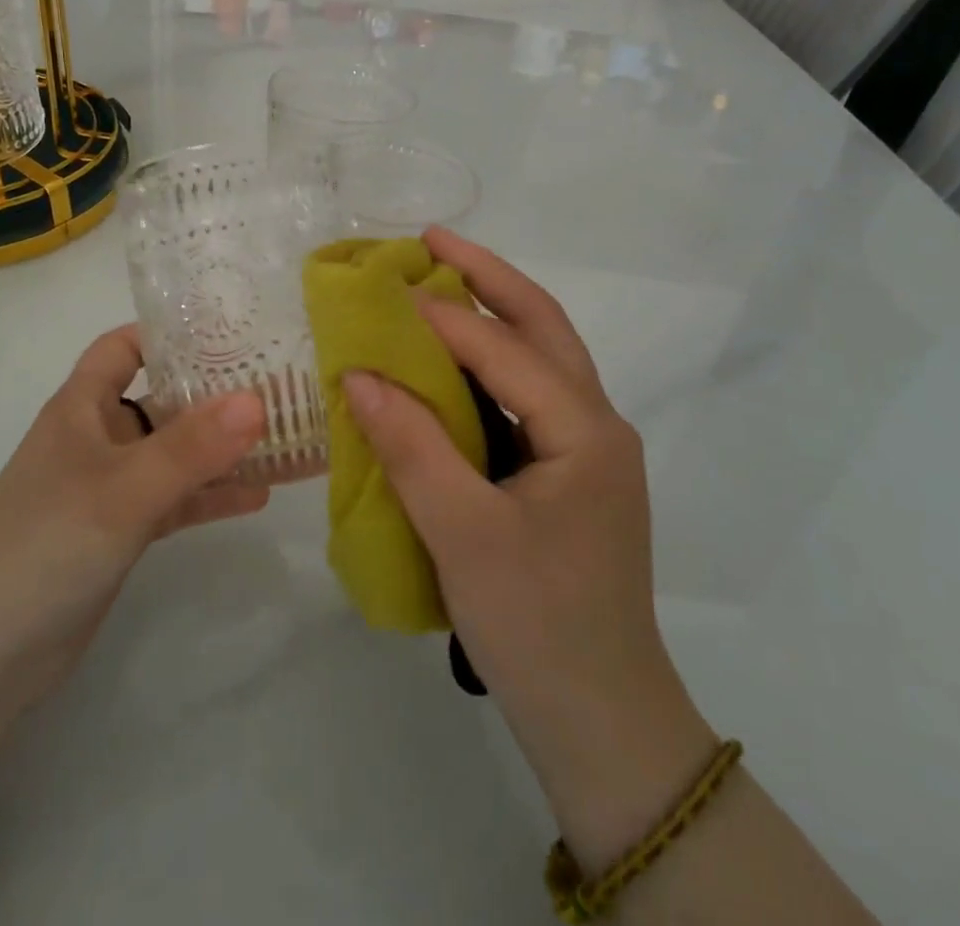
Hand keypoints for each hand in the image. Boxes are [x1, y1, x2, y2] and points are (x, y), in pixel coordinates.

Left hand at [0, 325, 270, 722]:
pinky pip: (174, 499)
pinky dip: (209, 495)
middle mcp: (97, 437)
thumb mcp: (124, 488)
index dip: (169, 334)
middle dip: (213, 393)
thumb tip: (257, 401)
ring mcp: (109, 486)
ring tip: (279, 438)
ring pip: (173, 452)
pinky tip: (258, 496)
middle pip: (161, 398)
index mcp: (82, 407)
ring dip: (219, 448)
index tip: (229, 333)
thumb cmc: (47, 544)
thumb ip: (191, 447)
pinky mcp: (120, 530)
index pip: (123, 347)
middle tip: (276, 384)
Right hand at [339, 229, 716, 869]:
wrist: (600, 721)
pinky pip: (526, 394)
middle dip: (488, 276)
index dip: (441, 314)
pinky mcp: (567, 472)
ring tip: (439, 279)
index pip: (504, 349)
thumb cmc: (536, 626)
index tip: (382, 289)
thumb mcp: (462, 535)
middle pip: (542, 326)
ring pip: (540, 356)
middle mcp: (595, 424)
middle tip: (431, 238)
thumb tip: (358, 374)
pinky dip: (489, 361)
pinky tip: (450, 359)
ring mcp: (585, 448)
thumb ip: (411, 446)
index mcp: (584, 430)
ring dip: (493, 311)